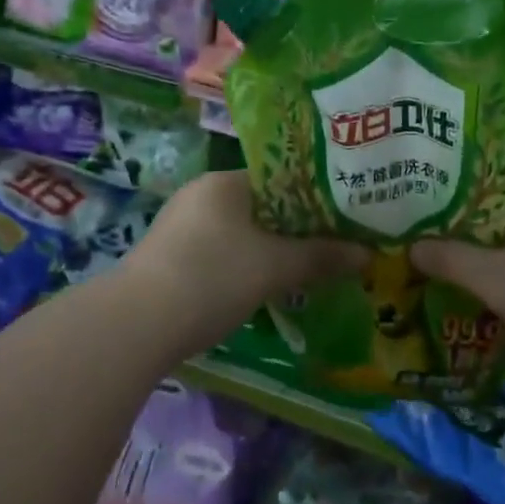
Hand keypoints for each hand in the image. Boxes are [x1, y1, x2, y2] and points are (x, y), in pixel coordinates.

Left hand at [127, 171, 362, 335]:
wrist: (136, 325)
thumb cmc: (212, 278)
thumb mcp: (274, 267)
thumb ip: (321, 257)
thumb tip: (367, 254)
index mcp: (225, 182)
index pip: (280, 178)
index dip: (315, 196)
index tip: (342, 218)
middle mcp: (201, 195)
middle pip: (262, 206)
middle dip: (295, 228)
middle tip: (330, 247)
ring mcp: (180, 226)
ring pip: (241, 232)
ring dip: (270, 250)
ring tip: (304, 270)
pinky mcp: (168, 257)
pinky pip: (220, 252)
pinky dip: (244, 265)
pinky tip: (260, 288)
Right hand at [410, 174, 504, 365]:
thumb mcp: (496, 281)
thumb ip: (451, 260)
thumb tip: (412, 246)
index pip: (484, 171)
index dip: (450, 186)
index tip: (422, 204)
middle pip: (503, 199)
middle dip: (470, 219)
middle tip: (434, 236)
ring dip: (498, 242)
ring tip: (463, 261)